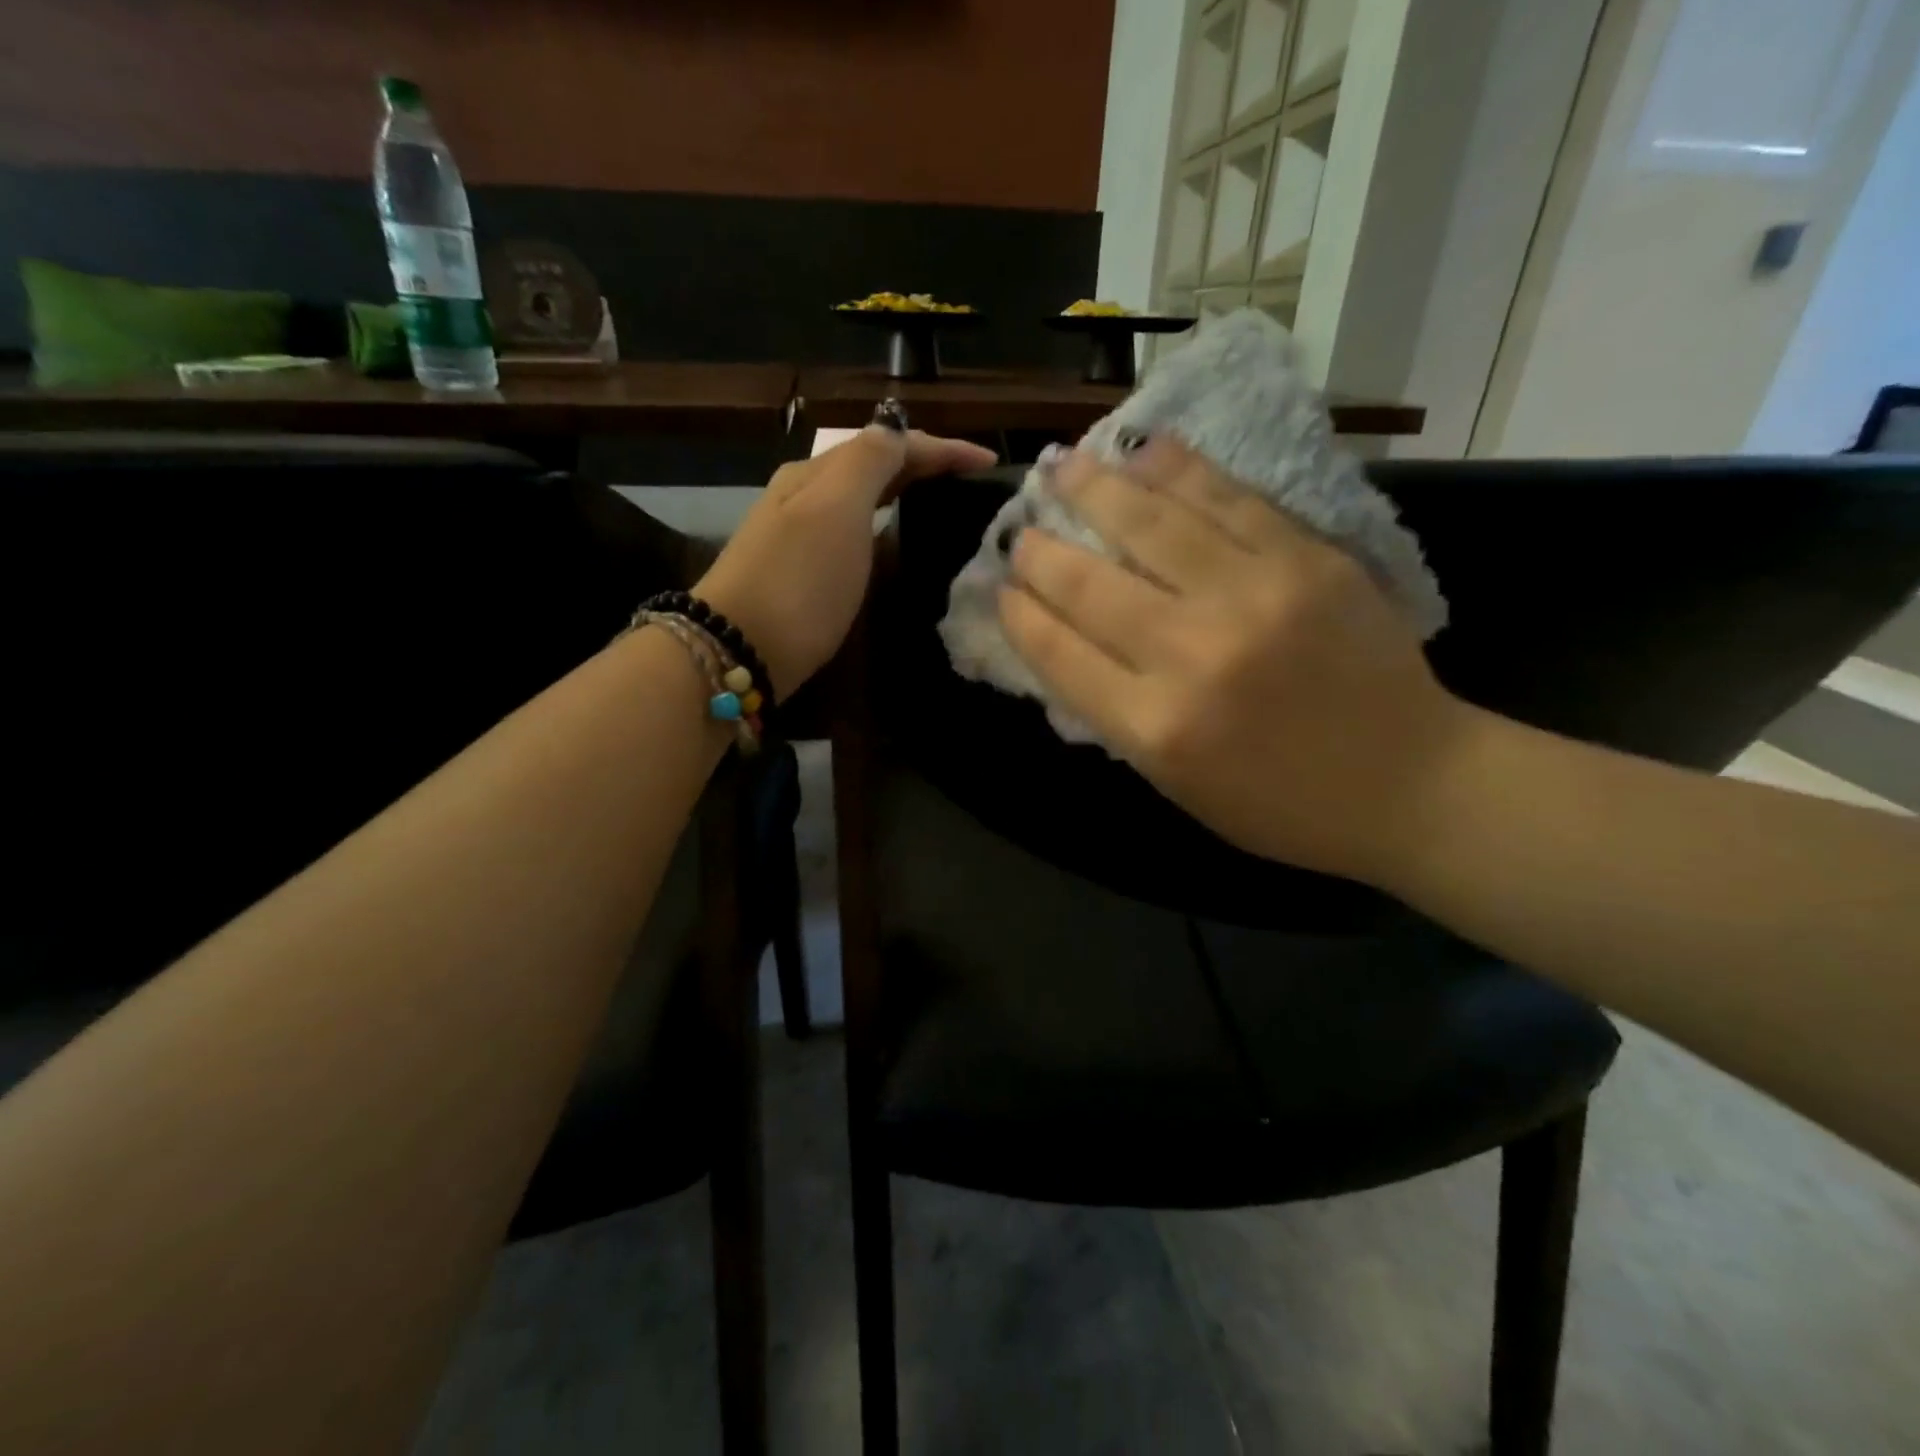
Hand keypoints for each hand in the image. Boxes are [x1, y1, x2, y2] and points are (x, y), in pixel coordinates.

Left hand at [697, 426, 996, 698]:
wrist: (739, 649)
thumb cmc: (797, 579)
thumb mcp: (836, 509)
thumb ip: (869, 462)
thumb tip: (896, 431)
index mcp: (816, 473)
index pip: (889, 444)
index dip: (942, 448)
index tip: (990, 464)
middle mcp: (805, 496)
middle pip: (873, 466)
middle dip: (924, 465)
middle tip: (971, 483)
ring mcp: (799, 535)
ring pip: (862, 499)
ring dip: (903, 493)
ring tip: (944, 505)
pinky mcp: (801, 574)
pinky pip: (853, 532)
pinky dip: (883, 526)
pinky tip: (896, 542)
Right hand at [998, 439, 1475, 885]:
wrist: (1412, 782)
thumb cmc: (1281, 804)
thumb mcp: (1177, 785)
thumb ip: (1118, 714)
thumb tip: (1066, 643)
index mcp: (1156, 725)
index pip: (1060, 652)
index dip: (1021, 614)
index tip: (1002, 590)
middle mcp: (1193, 652)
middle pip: (1092, 584)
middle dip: (1042, 552)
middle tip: (1020, 531)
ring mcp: (1254, 596)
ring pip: (1152, 524)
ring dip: (1095, 489)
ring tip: (1062, 465)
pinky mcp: (1306, 559)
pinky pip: (1228, 499)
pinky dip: (1178, 470)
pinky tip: (1144, 449)